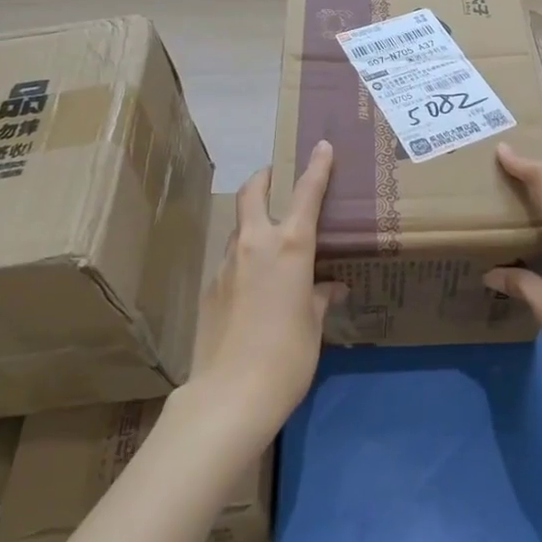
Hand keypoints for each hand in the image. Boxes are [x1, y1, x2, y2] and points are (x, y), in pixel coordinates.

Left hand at [187, 141, 346, 437]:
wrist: (229, 394)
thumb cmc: (287, 356)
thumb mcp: (314, 325)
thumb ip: (321, 298)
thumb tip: (332, 287)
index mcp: (289, 247)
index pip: (307, 195)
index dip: (316, 168)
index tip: (321, 146)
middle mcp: (254, 245)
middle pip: (252, 194)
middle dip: (264, 179)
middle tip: (276, 177)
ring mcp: (226, 265)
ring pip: (239, 228)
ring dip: (253, 221)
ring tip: (271, 238)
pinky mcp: (209, 289)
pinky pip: (231, 261)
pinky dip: (244, 258)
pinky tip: (255, 284)